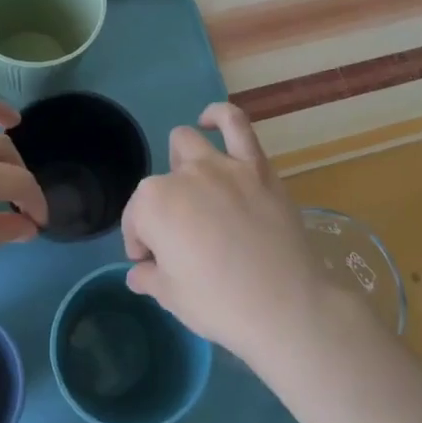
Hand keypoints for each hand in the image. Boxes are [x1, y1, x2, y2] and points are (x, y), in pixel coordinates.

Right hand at [121, 103, 339, 362]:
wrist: (285, 306)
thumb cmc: (220, 304)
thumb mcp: (172, 297)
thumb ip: (149, 277)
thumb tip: (138, 273)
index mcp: (153, 205)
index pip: (136, 221)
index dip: (141, 245)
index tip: (151, 265)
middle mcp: (183, 176)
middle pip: (159, 186)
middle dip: (161, 210)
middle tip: (180, 239)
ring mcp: (222, 166)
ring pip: (187, 144)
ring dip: (181, 163)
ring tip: (193, 188)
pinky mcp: (257, 166)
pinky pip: (236, 123)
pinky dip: (219, 116)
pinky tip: (210, 121)